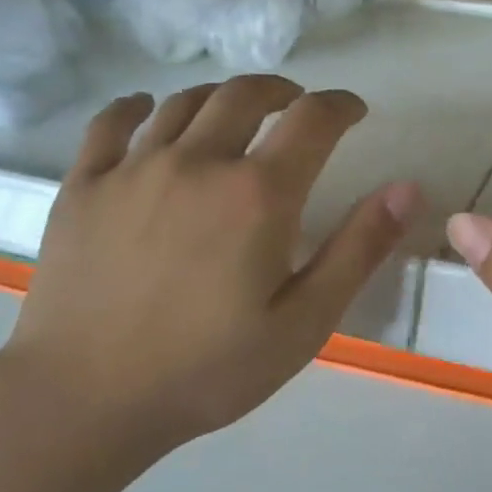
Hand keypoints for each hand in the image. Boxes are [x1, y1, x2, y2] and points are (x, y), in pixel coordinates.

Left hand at [0, 77, 423, 474]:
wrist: (84, 401)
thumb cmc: (208, 370)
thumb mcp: (304, 323)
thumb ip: (358, 250)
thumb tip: (407, 189)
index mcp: (257, 195)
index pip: (312, 119)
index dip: (340, 105)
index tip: (353, 111)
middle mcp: (198, 162)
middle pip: (245, 94)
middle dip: (282, 91)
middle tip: (296, 106)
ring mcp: (133, 168)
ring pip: (184, 102)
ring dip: (221, 97)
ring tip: (235, 113)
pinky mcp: (84, 185)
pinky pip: (112, 122)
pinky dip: (138, 106)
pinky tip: (147, 111)